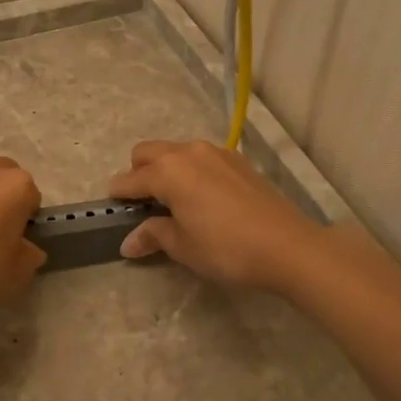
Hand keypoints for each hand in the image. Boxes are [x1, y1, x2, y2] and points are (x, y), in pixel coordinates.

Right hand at [107, 139, 320, 290]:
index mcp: (168, 171)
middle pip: (148, 152)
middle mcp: (188, 152)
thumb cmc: (226, 248)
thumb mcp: (183, 246)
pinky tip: (202, 198)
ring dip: (165, 169)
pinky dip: (190, 171)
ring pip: (176, 151)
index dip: (118, 195)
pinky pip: (201, 158)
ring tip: (173, 201)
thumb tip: (129, 242)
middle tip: (144, 204)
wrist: (287, 246)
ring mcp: (216, 153)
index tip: (113, 208)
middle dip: (138, 173)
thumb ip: (153, 235)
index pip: (130, 179)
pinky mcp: (238, 161)